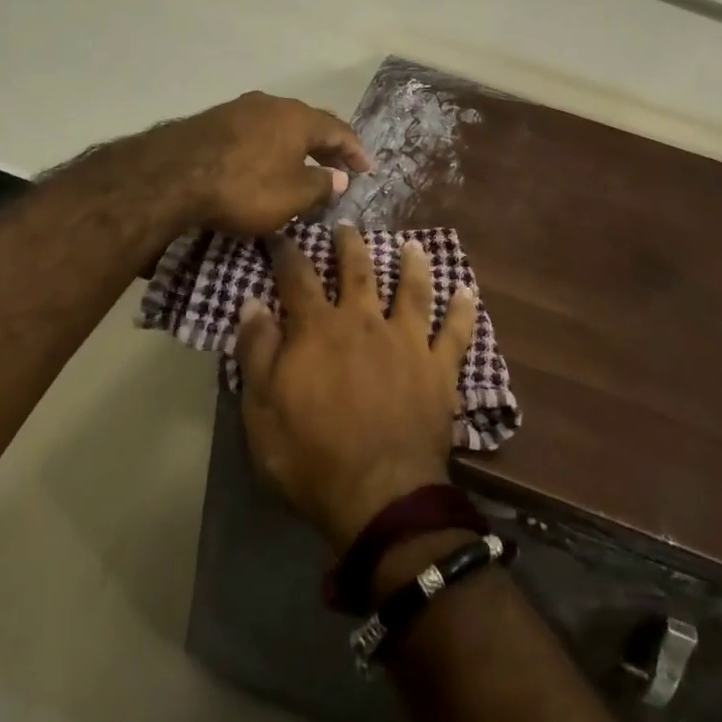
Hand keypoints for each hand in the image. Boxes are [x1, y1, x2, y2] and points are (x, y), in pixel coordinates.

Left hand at [164, 91, 370, 234]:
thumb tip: (339, 177)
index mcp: (299, 118)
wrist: (173, 175)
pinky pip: (254, 132)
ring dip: (295, 147)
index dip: (355, 152)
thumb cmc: (245, 186)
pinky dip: (268, 148)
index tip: (366, 170)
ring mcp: (240, 108)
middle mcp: (273, 104)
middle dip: (326, 148)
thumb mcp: (293, 196)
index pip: (339, 130)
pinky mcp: (213, 120)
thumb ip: (322, 185)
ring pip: (279, 126)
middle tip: (338, 169)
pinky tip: (263, 165)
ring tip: (301, 168)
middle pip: (309, 124)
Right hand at [237, 223, 480, 551]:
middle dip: (350, 244)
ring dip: (412, 265)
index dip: (288, 253)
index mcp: (319, 330)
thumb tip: (253, 302)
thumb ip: (258, 351)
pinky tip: (467, 291)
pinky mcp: (439, 368)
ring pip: (412, 290)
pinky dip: (462, 310)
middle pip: (358, 270)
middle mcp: (365, 322)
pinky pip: (455, 332)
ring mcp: (406, 342)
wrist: (378, 495)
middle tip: (347, 226)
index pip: (298, 278)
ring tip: (412, 246)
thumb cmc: (310, 456)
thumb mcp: (262, 409)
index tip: (283, 234)